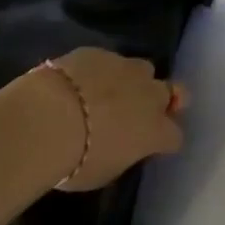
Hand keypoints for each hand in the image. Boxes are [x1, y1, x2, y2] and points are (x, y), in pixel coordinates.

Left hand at [35, 48, 186, 191]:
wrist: (49, 116)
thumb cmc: (77, 159)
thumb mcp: (105, 172)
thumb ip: (123, 153)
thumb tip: (122, 145)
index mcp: (154, 130)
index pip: (174, 136)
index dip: (165, 141)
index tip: (154, 146)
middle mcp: (149, 94)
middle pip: (170, 92)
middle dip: (161, 101)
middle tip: (142, 112)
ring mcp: (126, 67)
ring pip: (144, 69)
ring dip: (135, 80)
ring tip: (114, 91)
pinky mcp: (101, 52)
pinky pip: (110, 59)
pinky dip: (103, 70)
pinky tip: (84, 81)